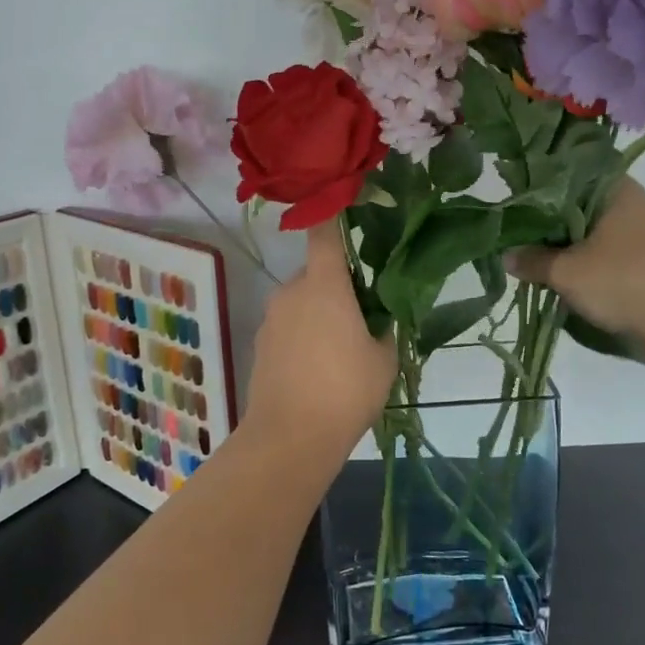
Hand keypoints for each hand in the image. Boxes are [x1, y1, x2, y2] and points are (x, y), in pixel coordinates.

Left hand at [245, 223, 397, 455]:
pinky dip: (302, 336)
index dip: (332, 217)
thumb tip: (376, 320)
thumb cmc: (346, 390)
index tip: (342, 207)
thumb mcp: (384, 359)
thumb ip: (383, 329)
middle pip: (315, 274)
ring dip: (318, 314)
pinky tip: (317, 370)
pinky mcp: (259, 345)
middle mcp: (291, 292)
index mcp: (324, 285)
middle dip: (335, 287)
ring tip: (339, 352)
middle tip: (360, 317)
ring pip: (300, 303)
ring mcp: (270, 319)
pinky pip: (287, 327)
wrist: (290, 437)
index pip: (325, 235)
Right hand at [507, 179, 644, 354]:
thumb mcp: (566, 272)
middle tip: (516, 238)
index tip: (511, 205)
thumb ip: (532, 261)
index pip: (566, 174)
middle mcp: (630, 201)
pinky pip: (605, 251)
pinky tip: (564, 276)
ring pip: (591, 230)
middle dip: (547, 223)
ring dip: (566, 246)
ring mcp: (643, 231)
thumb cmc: (623, 281)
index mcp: (614, 188)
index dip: (536, 188)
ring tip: (534, 260)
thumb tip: (506, 255)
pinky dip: (585, 260)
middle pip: (576, 205)